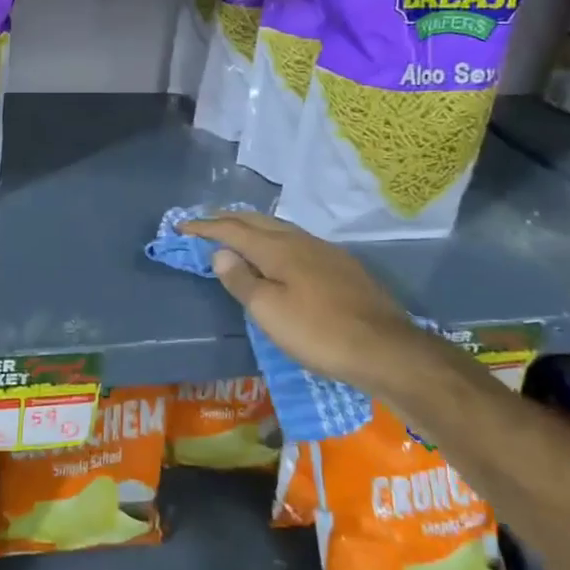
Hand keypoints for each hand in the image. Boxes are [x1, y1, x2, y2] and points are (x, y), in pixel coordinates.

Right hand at [180, 210, 424, 389]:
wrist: (388, 350)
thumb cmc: (319, 333)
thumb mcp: (269, 312)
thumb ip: (241, 280)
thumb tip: (220, 253)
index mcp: (278, 249)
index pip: (233, 229)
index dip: (205, 227)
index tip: (181, 227)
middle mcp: (301, 241)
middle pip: (258, 220)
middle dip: (228, 219)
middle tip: (206, 223)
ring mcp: (326, 252)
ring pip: (280, 228)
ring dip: (253, 227)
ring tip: (238, 235)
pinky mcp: (343, 267)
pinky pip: (297, 242)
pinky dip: (275, 240)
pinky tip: (279, 255)